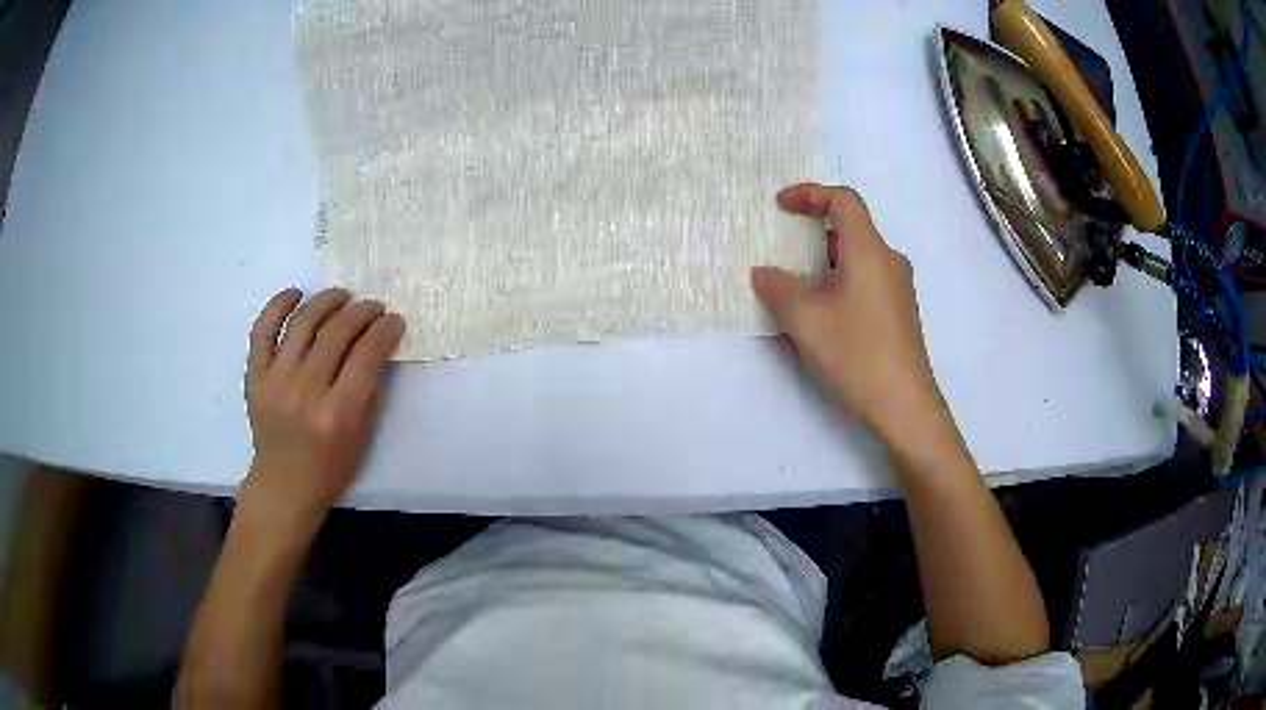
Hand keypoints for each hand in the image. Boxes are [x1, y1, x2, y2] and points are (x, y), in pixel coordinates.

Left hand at [241, 287, 403, 530]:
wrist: (284, 484)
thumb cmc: (329, 467)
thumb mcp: (362, 436)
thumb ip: (368, 390)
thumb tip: (376, 346)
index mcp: (337, 412)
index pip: (367, 354)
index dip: (385, 330)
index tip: (394, 320)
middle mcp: (305, 391)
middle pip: (337, 332)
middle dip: (362, 312)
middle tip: (373, 307)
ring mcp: (276, 380)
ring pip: (303, 322)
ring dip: (327, 301)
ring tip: (342, 297)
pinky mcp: (255, 376)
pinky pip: (263, 330)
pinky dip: (278, 306)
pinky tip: (295, 294)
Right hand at [752, 183, 943, 444]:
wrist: (905, 407)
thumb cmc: (856, 355)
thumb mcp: (805, 321)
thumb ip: (778, 289)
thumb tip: (763, 273)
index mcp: (869, 251)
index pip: (843, 201)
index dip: (810, 194)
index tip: (780, 206)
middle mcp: (889, 262)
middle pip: (850, 230)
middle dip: (812, 233)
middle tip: (782, 250)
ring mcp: (898, 289)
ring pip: (857, 259)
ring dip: (824, 264)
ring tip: (795, 289)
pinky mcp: (899, 313)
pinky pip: (865, 282)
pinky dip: (839, 284)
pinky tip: (821, 317)